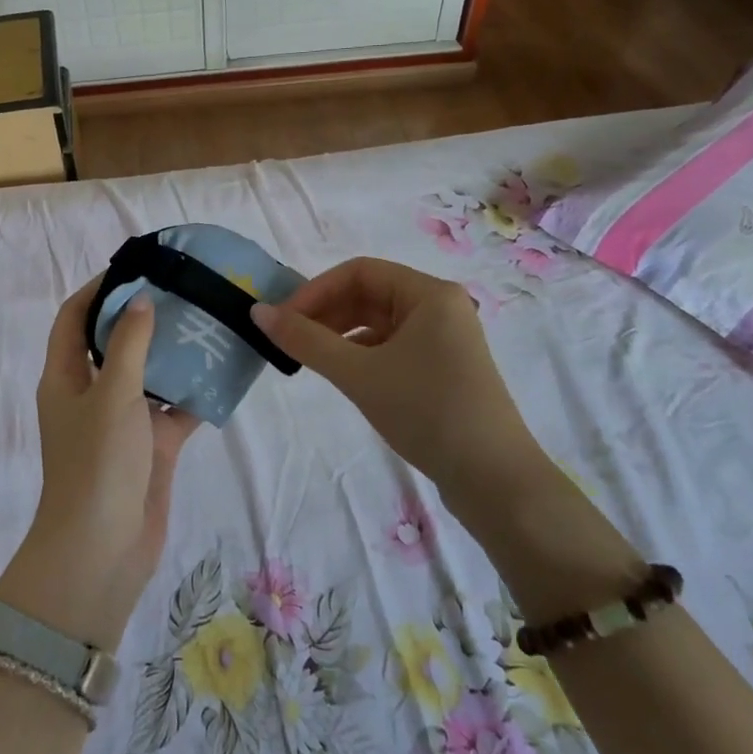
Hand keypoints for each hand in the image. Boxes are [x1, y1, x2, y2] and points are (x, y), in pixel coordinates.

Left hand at [0, 277, 200, 648]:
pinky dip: (195, 394)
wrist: (103, 551)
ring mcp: (122, 422)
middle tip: (181, 290)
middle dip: (142, 317)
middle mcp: (91, 394)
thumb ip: (128, 345)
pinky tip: (224, 373)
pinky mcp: (150, 447)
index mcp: (65, 377)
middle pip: (113, 343)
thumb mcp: (112, 395)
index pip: (74, 318)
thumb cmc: (97, 464)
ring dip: (173, 353)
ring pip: (148, 375)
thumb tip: (140, 300)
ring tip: (207, 321)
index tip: (135, 267)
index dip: (98, 290)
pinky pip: (174, 410)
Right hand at [252, 257, 547, 494]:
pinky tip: (341, 374)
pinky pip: (392, 346)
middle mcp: (440, 307)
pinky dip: (361, 354)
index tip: (281, 319)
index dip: (315, 290)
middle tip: (287, 340)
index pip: (359, 271)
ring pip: (379, 322)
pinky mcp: (442, 369)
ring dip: (340, 334)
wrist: (495, 481)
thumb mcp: (359, 374)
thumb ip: (306, 341)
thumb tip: (257, 312)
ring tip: (307, 358)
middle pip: (369, 294)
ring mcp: (444, 339)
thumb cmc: (427, 412)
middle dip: (325, 312)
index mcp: (429, 294)